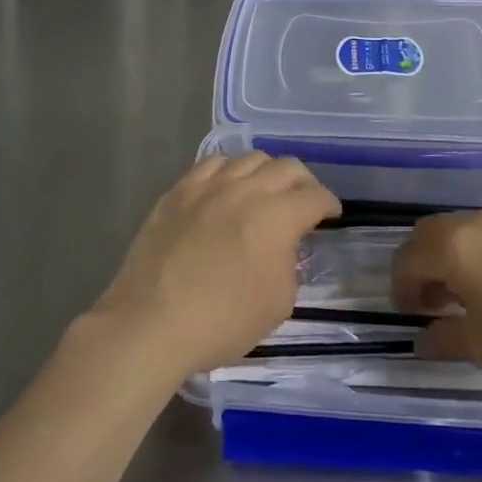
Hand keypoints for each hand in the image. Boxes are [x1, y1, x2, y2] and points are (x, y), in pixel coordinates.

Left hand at [94, 153, 340, 377]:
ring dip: (267, 173)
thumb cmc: (222, 321)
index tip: (330, 215)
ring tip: (265, 192)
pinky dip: (229, 171)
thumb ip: (290, 263)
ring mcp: (208, 186)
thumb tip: (284, 245)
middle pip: (287, 167)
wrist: (151, 323)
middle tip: (303, 202)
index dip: (329, 204)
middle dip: (304, 183)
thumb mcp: (278, 302)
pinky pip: (211, 165)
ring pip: (249, 159)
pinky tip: (227, 187)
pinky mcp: (179, 191)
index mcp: (277, 216)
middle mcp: (246, 189)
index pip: (315, 196)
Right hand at [391, 212, 481, 386]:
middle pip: (430, 233)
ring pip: (462, 229)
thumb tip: (422, 340)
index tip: (409, 313)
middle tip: (431, 300)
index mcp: (455, 247)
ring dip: (451, 256)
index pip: (408, 259)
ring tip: (467, 294)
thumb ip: (444, 339)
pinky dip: (481, 252)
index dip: (400, 287)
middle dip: (421, 264)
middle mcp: (476, 223)